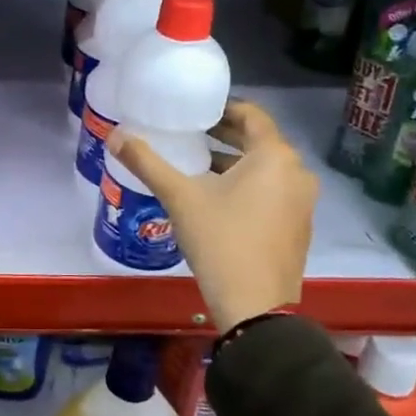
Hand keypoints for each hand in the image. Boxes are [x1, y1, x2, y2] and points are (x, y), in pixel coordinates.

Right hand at [107, 99, 316, 328]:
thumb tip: (114, 135)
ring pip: (266, 169)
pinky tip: (217, 198)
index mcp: (275, 157)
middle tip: (189, 133)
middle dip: (225, 135)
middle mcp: (297, 173)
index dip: (222, 109)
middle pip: (259, 141)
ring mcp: (302, 203)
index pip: (252, 115)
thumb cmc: (220, 240)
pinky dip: (248, 185)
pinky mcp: (298, 227)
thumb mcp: (179, 197)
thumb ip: (147, 162)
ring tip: (197, 164)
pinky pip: (273, 191)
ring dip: (234, 162)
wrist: (256, 306)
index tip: (194, 111)